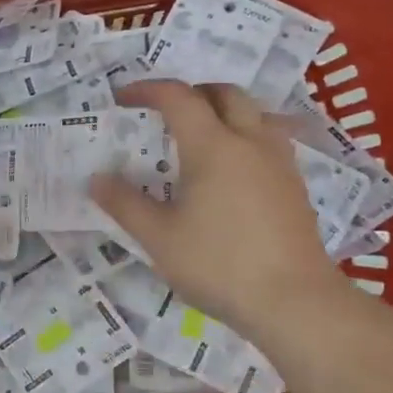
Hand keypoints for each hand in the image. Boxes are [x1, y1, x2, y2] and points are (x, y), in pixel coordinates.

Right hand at [90, 81, 352, 337]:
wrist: (295, 302)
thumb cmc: (220, 265)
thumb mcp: (159, 238)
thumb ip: (125, 204)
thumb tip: (96, 179)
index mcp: (213, 146)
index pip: (178, 97)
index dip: (148, 90)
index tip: (123, 97)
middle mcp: (250, 141)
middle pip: (225, 93)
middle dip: (192, 92)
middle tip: (166, 112)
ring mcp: (279, 162)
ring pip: (255, 113)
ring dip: (225, 111)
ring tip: (202, 135)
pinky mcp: (295, 186)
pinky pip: (270, 140)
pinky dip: (246, 136)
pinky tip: (234, 171)